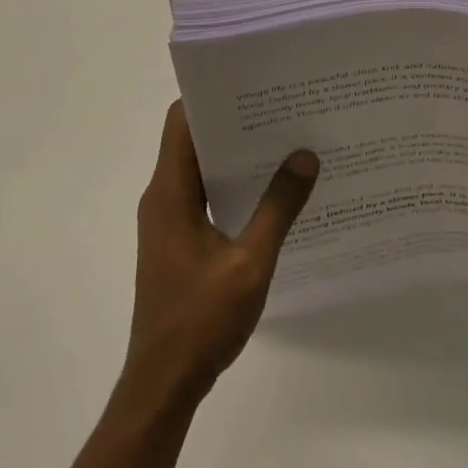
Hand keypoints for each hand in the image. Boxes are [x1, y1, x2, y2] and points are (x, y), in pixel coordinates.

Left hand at [121, 101, 319, 411]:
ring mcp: (169, 220)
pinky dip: (234, 185)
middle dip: (235, 121)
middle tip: (284, 107)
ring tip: (285, 141)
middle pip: (195, 140)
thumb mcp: (249, 263)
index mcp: (170, 192)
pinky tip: (272, 191)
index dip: (213, 96)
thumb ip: (278, 208)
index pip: (182, 121)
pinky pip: (206, 195)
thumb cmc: (200, 321)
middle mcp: (164, 197)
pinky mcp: (179, 240)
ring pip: (202, 168)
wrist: (162, 385)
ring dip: (237, 155)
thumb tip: (305, 156)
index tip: (253, 82)